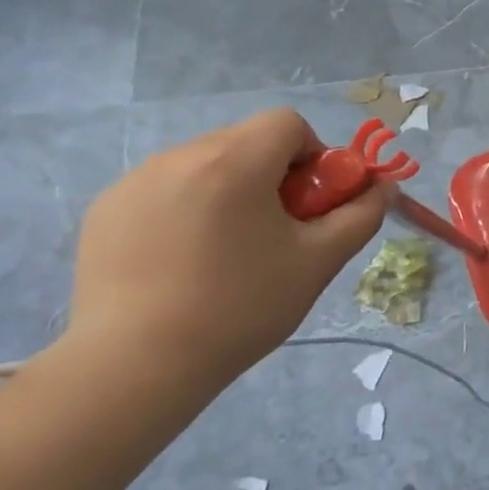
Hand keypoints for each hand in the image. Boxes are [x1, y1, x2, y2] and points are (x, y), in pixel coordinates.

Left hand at [68, 109, 388, 387]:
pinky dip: (188, 207)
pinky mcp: (105, 210)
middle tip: (277, 231)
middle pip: (246, 141)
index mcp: (234, 162)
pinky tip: (185, 260)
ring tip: (228, 250)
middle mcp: (179, 157)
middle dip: (274, 174)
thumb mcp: (319, 261)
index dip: (313, 155)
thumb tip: (383, 187)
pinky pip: (166, 188)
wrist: (134, 366)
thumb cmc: (240, 307)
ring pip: (205, 163)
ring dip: (231, 189)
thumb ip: (361, 215)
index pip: (287, 123)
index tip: (311, 203)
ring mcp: (134, 182)